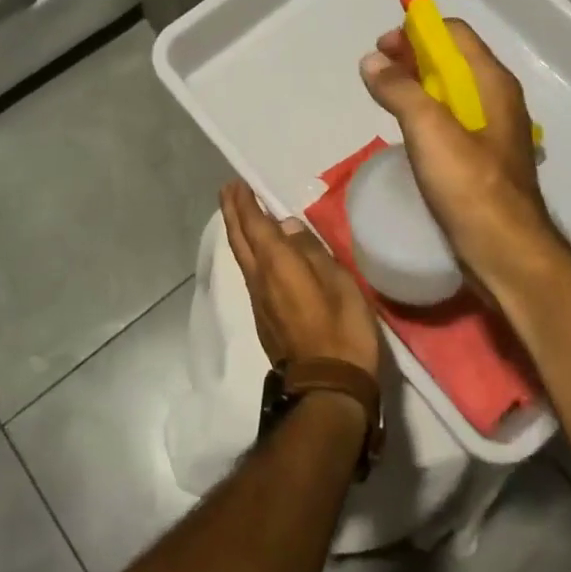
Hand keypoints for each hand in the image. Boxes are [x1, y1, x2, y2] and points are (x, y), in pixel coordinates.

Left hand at [219, 181, 379, 381]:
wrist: (328, 387)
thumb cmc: (341, 329)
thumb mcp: (339, 282)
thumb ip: (311, 251)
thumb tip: (287, 226)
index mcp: (278, 264)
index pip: (255, 225)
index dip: (245, 204)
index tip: (238, 184)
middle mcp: (260, 279)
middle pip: (240, 240)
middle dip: (233, 213)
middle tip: (228, 191)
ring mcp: (259, 301)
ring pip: (241, 257)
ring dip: (238, 232)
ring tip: (239, 214)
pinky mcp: (264, 318)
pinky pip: (250, 274)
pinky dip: (247, 253)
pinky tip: (256, 253)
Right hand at [359, 19, 566, 297]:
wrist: (506, 253)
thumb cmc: (470, 186)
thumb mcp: (429, 131)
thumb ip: (400, 90)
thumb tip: (372, 60)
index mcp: (492, 83)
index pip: (454, 33)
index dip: (417, 31)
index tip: (382, 47)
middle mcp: (496, 99)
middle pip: (451, 60)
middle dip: (412, 57)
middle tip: (376, 71)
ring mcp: (491, 131)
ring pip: (450, 92)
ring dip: (416, 86)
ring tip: (384, 97)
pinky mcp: (481, 159)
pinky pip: (450, 121)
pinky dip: (425, 114)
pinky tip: (406, 132)